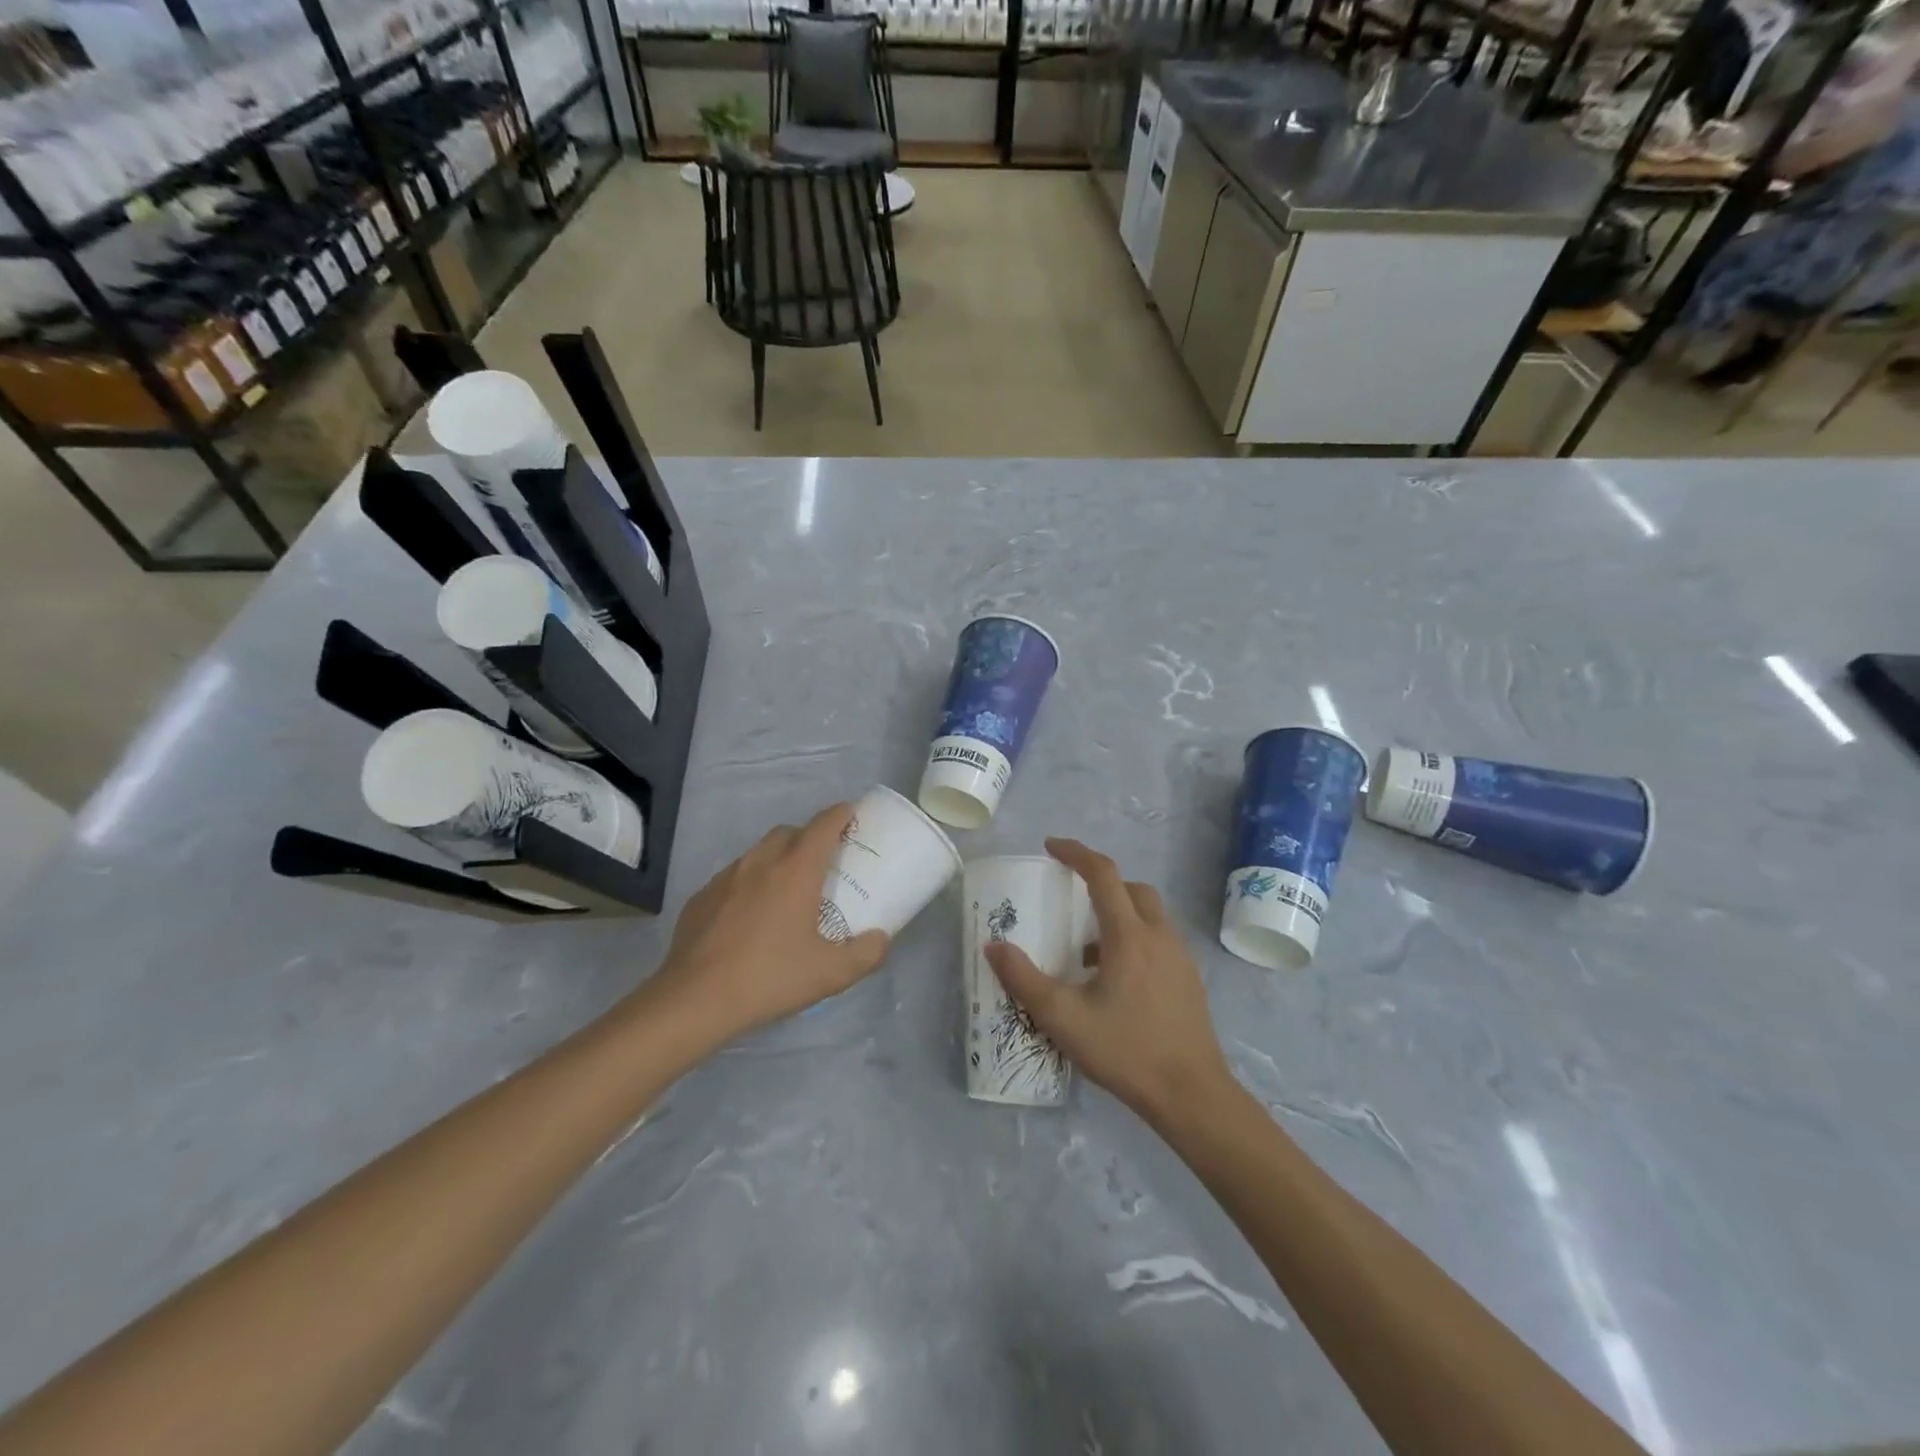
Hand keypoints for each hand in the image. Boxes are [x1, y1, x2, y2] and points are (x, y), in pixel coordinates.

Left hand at [647, 803, 890, 1045]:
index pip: (823, 826)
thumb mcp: (830, 973)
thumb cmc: (769, 978)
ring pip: (758, 852)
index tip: (852, 813)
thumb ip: (866, 954)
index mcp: (795, 871)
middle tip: (823, 861)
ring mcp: (725, 878)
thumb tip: (881, 938)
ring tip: (788, 888)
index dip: (841, 815)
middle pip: (789, 832)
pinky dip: (750, 883)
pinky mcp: (701, 897)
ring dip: (778, 858)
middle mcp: (760, 863)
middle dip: (808, 836)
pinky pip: (733, 877)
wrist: (694, 1000)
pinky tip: (750, 915)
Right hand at [985, 839, 1233, 1127]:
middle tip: (1072, 897)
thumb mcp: (1063, 1018)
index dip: (1076, 853)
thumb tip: (993, 946)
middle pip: (1132, 888)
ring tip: (1088, 950)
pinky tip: (1116, 980)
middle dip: (1101, 882)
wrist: (1192, 1095)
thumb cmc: (1125, 1051)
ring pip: (1149, 914)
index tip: (1051, 847)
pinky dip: (1135, 938)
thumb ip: (1024, 979)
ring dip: (1119, 914)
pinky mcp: (1189, 979)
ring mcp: (1180, 957)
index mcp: (1129, 936)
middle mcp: (1159, 936)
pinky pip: (1159, 939)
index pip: (1103, 874)